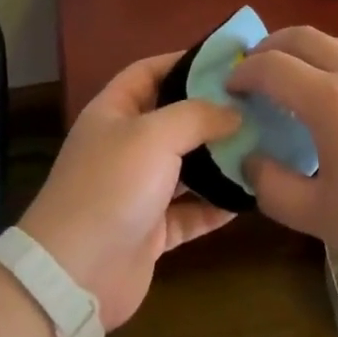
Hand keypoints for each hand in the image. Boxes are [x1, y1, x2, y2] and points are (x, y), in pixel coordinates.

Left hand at [18, 52, 240, 329]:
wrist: (76, 274)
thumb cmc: (112, 186)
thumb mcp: (154, 135)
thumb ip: (198, 116)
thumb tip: (235, 112)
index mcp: (114, 112)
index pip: (148, 72)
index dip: (183, 62)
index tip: (227, 62)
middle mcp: (124, 146)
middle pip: (172, 119)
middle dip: (210, 113)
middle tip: (256, 107)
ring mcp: (137, 189)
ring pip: (185, 167)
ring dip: (218, 160)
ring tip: (262, 147)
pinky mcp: (151, 230)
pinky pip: (190, 211)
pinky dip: (216, 205)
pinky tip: (250, 196)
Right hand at [229, 27, 337, 274]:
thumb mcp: (324, 219)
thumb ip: (275, 189)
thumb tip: (252, 160)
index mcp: (328, 100)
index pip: (271, 67)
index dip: (242, 73)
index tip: (228, 89)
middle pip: (300, 36)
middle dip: (267, 47)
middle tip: (251, 72)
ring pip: (332, 39)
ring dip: (301, 47)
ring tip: (290, 75)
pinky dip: (329, 57)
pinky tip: (335, 91)